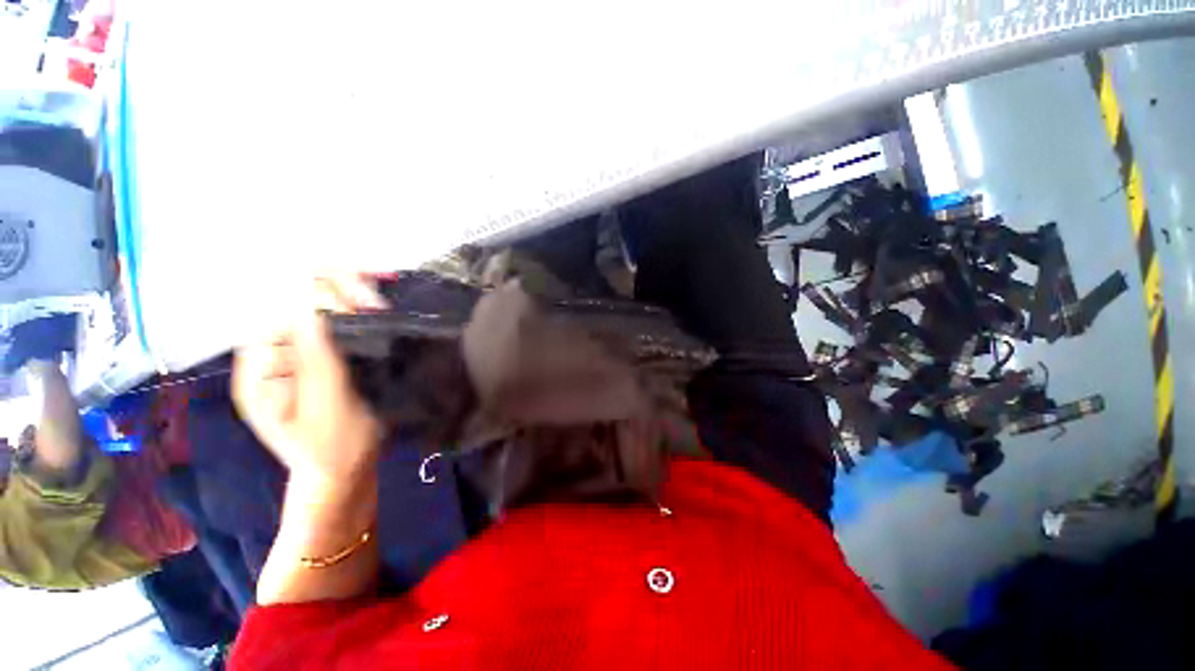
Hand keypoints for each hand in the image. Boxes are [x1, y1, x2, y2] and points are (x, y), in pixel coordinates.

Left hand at [233, 274, 387, 485]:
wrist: (344, 472)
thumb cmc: (335, 450)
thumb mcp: (327, 410)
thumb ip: (318, 361)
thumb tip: (313, 308)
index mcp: (260, 370)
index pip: (279, 310)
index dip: (317, 295)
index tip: (363, 303)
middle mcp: (272, 355)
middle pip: (296, 302)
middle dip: (335, 293)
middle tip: (376, 303)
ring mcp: (296, 355)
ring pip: (316, 308)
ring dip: (347, 299)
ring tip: (378, 307)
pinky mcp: (319, 357)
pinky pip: (332, 323)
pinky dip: (354, 312)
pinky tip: (374, 313)